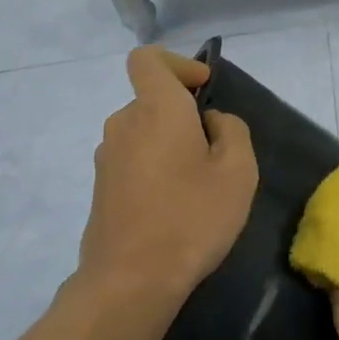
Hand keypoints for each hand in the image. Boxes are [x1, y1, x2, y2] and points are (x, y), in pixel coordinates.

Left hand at [78, 47, 258, 301]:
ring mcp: (106, 157)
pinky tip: (173, 208)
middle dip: (183, 116)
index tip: (202, 91)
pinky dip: (153, 169)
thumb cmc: (192, 218)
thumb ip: (233, 131)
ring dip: (169, 146)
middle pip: (151, 100)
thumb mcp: (238, 172)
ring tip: (197, 187)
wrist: (131, 280)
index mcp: (155, 109)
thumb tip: (212, 121)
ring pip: (143, 133)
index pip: (148, 59)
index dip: (177, 64)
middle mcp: (123, 123)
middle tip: (215, 154)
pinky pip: (132, 161)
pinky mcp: (100, 188)